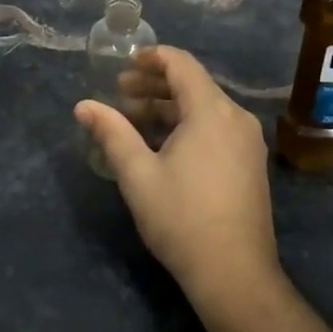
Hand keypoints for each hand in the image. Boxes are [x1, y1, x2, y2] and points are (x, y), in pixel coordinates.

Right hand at [75, 46, 277, 305]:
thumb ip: (111, 132)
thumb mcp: (137, 174)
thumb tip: (83, 105)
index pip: (181, 64)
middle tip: (119, 93)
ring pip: (204, 107)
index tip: (123, 65)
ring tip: (133, 119)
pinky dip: (187, 124)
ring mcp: (247, 142)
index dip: (151, 57)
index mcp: (211, 111)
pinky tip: (162, 144)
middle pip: (193, 84)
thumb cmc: (181, 218)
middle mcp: (236, 117)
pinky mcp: (250, 163)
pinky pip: (216, 127)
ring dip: (168, 106)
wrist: (234, 274)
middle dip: (154, 84)